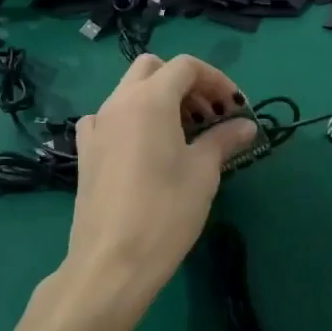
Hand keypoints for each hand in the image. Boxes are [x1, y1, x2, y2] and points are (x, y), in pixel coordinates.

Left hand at [65, 53, 257, 307]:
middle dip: (186, 83)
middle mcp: (118, 102)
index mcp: (150, 99)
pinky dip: (133, 119)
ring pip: (130, 91)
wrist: (112, 263)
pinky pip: (110, 118)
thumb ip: (224, 139)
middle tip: (210, 115)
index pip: (186, 66)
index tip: (236, 109)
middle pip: (154, 69)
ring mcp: (97, 126)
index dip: (217, 80)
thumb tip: (245, 125)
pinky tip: (146, 148)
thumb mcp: (204, 172)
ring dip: (161, 99)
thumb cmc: (165, 211)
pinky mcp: (86, 152)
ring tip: (186, 134)